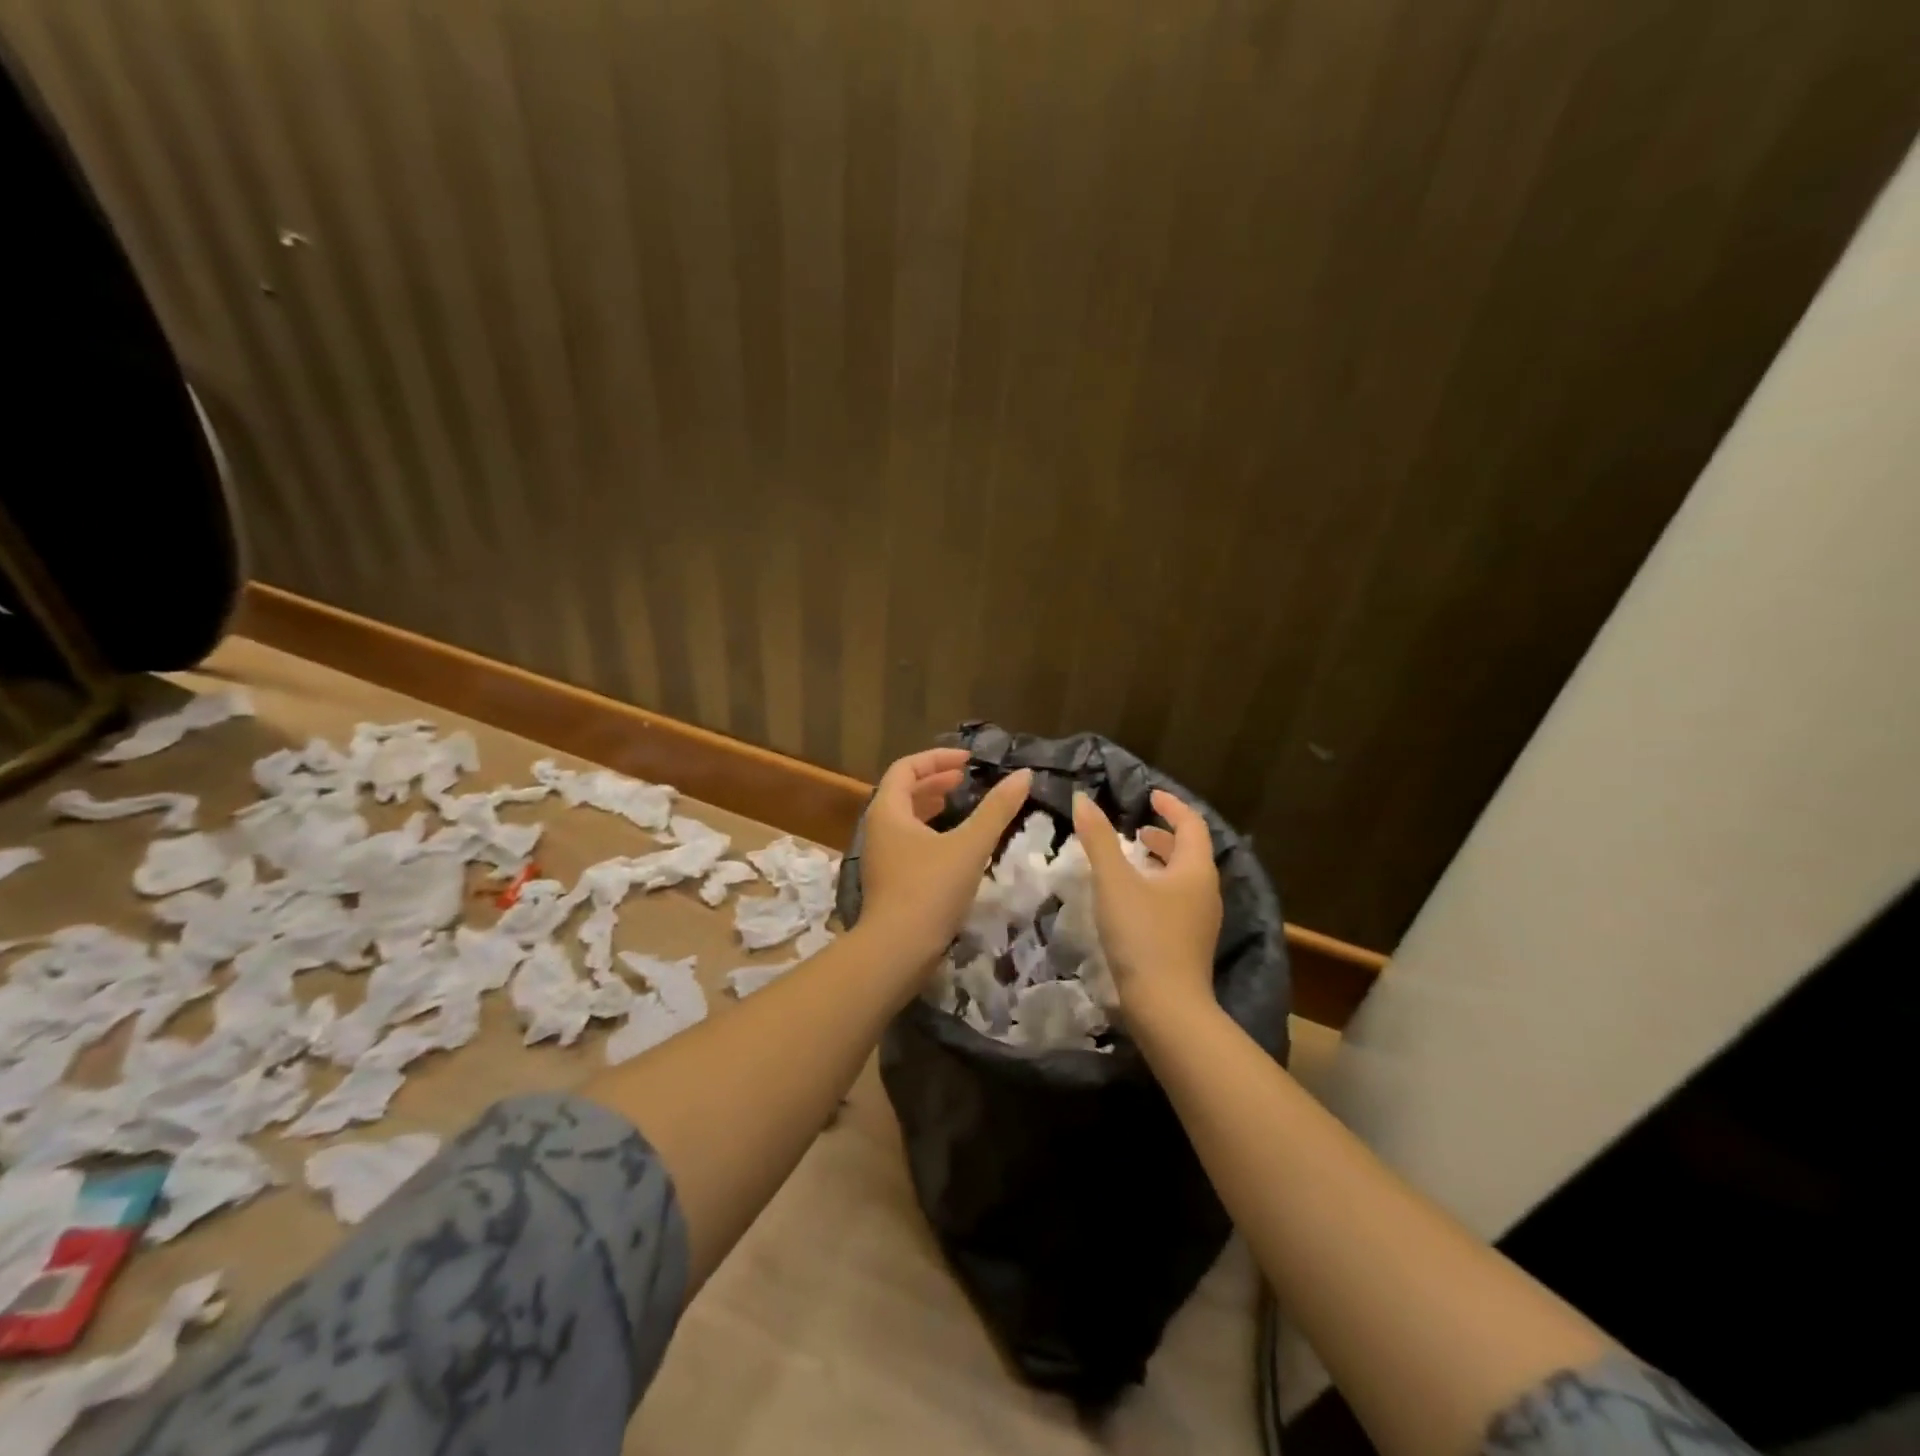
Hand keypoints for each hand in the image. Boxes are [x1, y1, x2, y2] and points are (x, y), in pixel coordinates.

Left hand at [860, 748, 1032, 964]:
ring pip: (906, 819)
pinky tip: (954, 845)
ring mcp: (881, 857)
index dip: (937, 758)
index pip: (906, 768)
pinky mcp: (890, 880)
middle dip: (936, 781)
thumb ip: (997, 809)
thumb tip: (1024, 775)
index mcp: (888, 811)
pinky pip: (909, 841)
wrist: (897, 951)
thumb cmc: (930, 890)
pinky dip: (930, 831)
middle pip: (903, 792)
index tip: (968, 760)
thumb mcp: (969, 846)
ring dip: (932, 806)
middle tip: (966, 779)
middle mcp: (878, 829)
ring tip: (960, 803)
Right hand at [1072, 788, 1221, 1018]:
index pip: (1191, 824)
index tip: (1150, 795)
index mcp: (1195, 870)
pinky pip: (1176, 902)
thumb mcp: (1114, 882)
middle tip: (1136, 829)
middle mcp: (1206, 892)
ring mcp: (1200, 922)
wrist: (1167, 1009)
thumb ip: (1098, 839)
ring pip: (1183, 880)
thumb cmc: (1143, 936)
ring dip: (1160, 863)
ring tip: (1130, 861)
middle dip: (1164, 836)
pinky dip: (1157, 888)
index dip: (1171, 806)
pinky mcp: (1189, 945)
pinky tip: (1132, 901)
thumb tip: (1082, 799)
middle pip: (1190, 852)